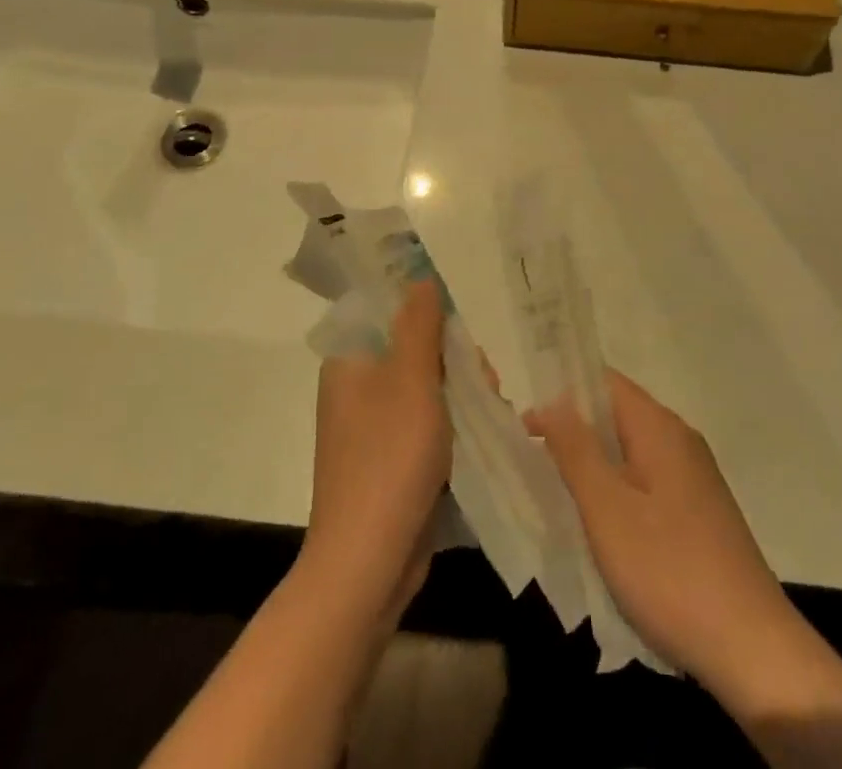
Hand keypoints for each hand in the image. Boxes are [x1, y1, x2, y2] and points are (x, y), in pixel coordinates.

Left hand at [305, 279, 452, 609]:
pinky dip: (452, 426)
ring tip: (491, 413)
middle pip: (414, 351)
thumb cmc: (389, 460)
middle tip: (484, 383)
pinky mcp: (390, 461)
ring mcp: (372, 428)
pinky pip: (426, 425)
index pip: (391, 314)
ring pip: (426, 390)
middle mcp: (356, 389)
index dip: (430, 316)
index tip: (461, 336)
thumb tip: (421, 277)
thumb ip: (419, 324)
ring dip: (461, 395)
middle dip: (455, 361)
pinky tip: (481, 437)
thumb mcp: (411, 381)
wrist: (367, 565)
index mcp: (350, 362)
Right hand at [526, 372, 811, 702]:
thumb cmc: (669, 570)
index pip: (605, 382)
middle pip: (617, 415)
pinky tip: (601, 529)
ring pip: (631, 453)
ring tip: (557, 494)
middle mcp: (680, 440)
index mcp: (659, 427)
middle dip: (575, 431)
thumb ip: (576, 449)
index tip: (525, 423)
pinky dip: (617, 492)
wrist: (753, 649)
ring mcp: (694, 478)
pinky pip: (647, 483)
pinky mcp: (700, 513)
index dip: (562, 393)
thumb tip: (551, 401)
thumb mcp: (607, 509)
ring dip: (594, 466)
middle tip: (533, 460)